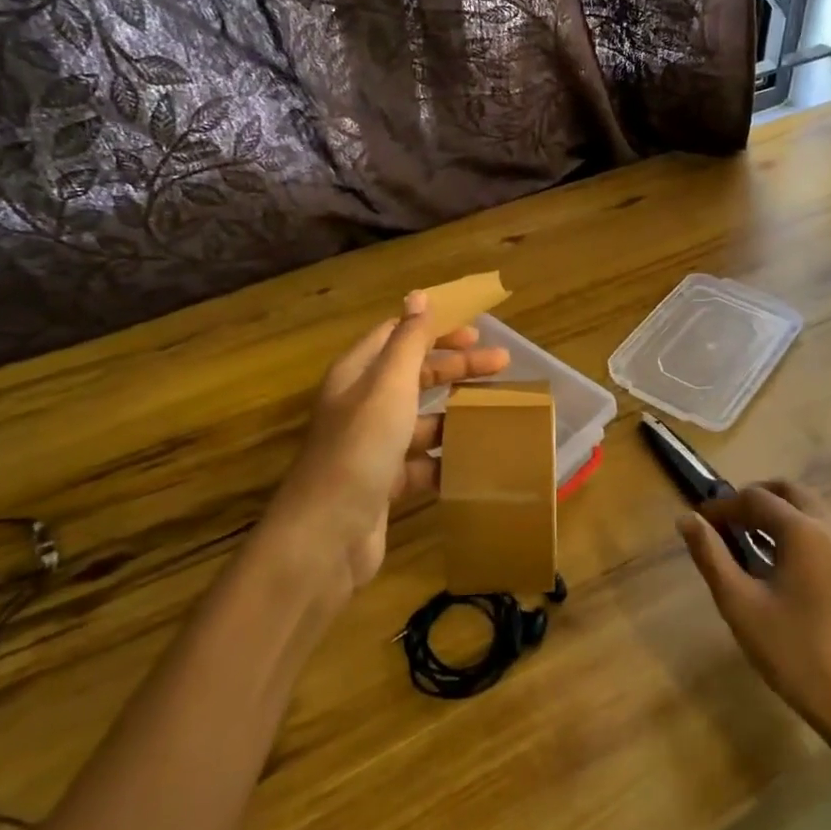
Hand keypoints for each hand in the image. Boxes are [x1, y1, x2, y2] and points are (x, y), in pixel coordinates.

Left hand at [260, 292, 509, 605]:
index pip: (398, 337)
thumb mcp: (389, 386)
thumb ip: (407, 341)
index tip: (478, 333)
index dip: (435, 330)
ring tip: (498, 415)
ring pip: (422, 420)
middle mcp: (362, 405)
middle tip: (502, 366)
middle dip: (457, 368)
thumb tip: (418, 295)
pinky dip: (447, 459)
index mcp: (358, 374)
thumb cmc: (361, 448)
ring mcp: (373, 447)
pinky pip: (423, 462)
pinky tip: (477, 460)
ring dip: (457, 414)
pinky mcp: (384, 484)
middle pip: (415, 376)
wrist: (328, 535)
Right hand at [678, 481, 830, 734]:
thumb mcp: (739, 602)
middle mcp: (830, 527)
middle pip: (787, 491)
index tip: (699, 523)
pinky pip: (820, 526)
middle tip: (725, 523)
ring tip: (745, 537)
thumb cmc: (790, 649)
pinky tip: (773, 557)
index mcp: (803, 531)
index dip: (723, 507)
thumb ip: (711, 555)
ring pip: (806, 506)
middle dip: (752, 499)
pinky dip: (793, 526)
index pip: (755, 499)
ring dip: (774, 510)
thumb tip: (687, 519)